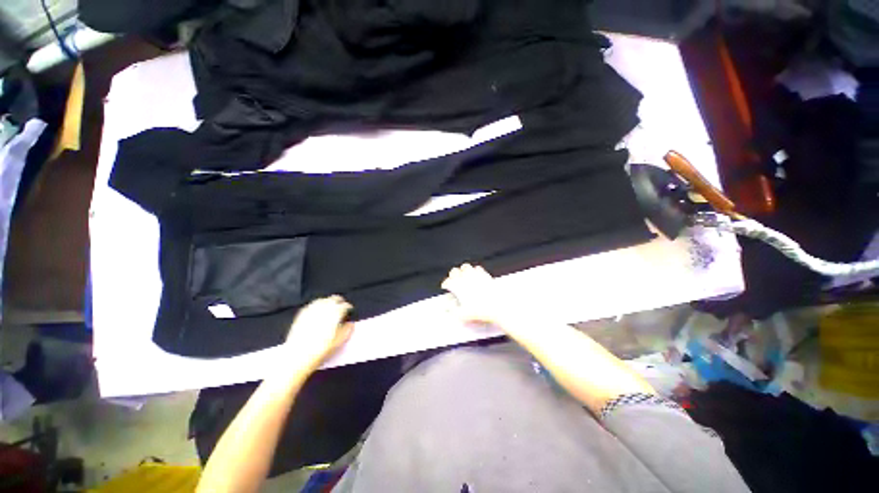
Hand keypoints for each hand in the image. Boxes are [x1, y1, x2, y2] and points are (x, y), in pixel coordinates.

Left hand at [284, 295, 353, 371]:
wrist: (298, 356)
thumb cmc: (321, 349)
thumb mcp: (339, 341)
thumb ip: (348, 330)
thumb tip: (351, 324)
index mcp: (335, 312)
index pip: (345, 305)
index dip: (348, 308)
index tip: (349, 312)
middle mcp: (324, 307)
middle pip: (334, 299)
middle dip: (339, 302)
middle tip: (341, 307)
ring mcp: (311, 310)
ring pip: (323, 300)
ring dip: (328, 302)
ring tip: (330, 308)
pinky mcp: (301, 314)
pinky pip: (312, 305)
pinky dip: (317, 305)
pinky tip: (317, 311)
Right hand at [441, 263, 504, 325]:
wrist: (497, 307)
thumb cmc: (480, 311)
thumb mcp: (462, 315)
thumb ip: (452, 310)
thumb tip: (446, 307)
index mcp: (458, 286)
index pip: (447, 281)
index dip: (446, 284)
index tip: (446, 287)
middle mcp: (465, 278)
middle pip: (454, 271)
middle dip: (453, 275)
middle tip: (453, 280)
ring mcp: (475, 275)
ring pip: (465, 266)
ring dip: (463, 270)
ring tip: (464, 276)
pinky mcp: (485, 274)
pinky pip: (477, 268)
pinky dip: (475, 270)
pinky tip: (476, 276)